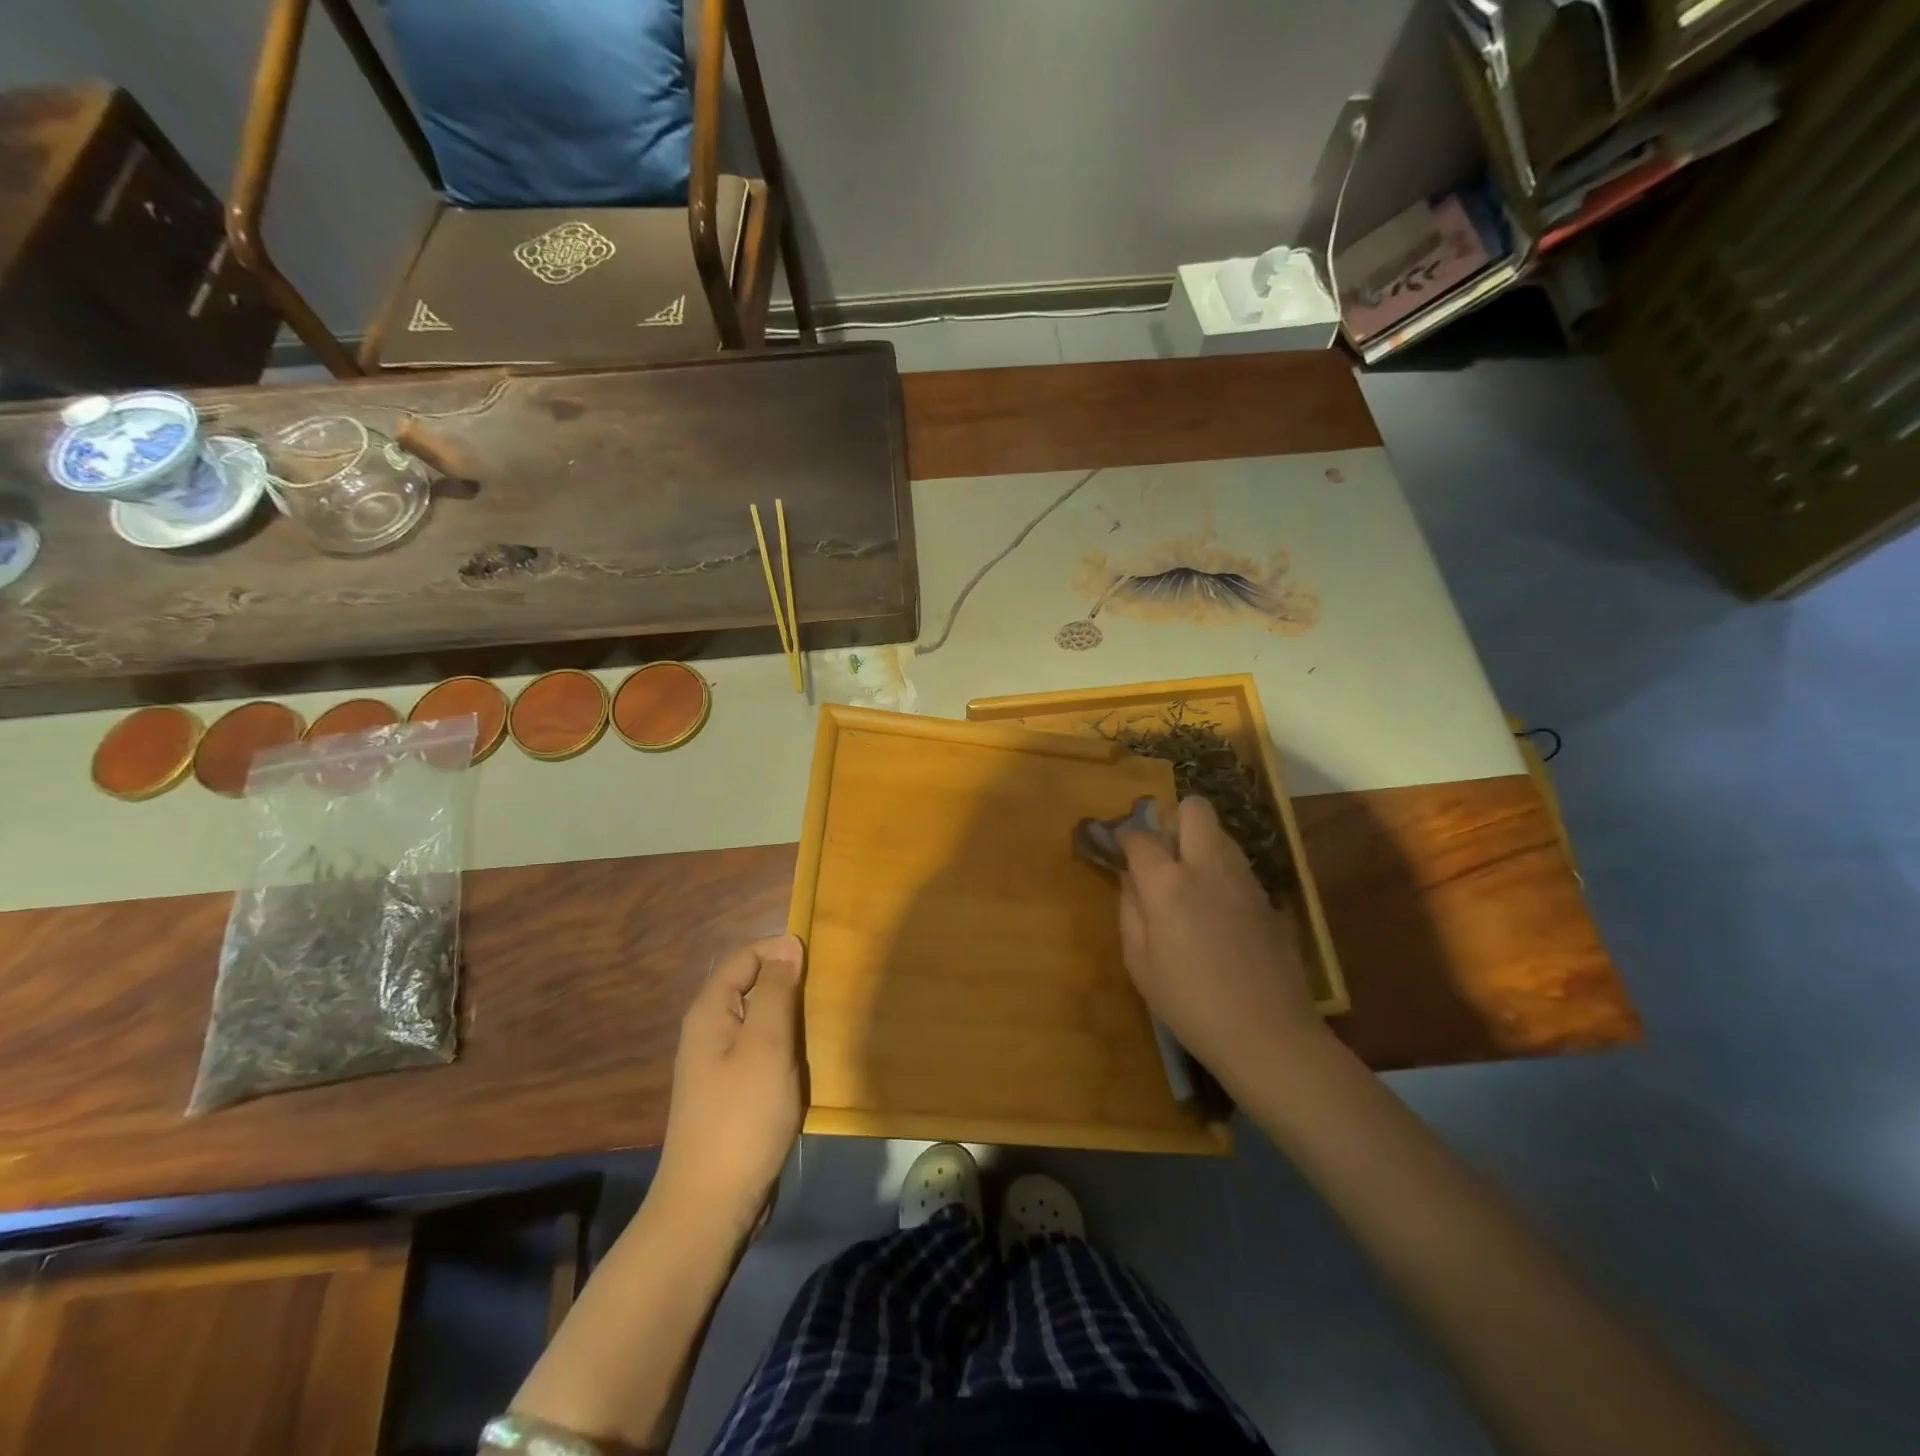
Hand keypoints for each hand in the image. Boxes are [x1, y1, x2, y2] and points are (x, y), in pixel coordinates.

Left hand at [655, 935, 807, 1234]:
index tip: (820, 962)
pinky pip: (763, 1052)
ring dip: (792, 1020)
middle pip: (753, 986)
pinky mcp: (733, 1092)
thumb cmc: (742, 1117)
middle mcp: (710, 1031)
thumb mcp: (766, 1045)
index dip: (780, 951)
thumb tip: (788, 945)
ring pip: (761, 1021)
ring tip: (824, 1027)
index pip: (745, 956)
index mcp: (710, 1011)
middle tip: (828, 997)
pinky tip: (808, 1064)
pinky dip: (787, 1050)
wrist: (712, 1206)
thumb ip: (777, 991)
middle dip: (790, 986)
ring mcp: (720, 1064)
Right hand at [1118, 796, 1325, 1089]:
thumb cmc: (1190, 1004)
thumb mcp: (1140, 963)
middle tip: (1161, 854)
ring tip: (1187, 882)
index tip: (1120, 852)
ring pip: (1221, 832)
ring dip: (1199, 842)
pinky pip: (1238, 864)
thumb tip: (1129, 877)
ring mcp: (1244, 880)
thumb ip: (1130, 910)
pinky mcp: (1268, 898)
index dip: (1125, 839)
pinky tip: (1215, 910)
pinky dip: (1221, 871)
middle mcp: (1208, 867)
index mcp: (1168, 883)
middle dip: (1172, 820)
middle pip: (1194, 809)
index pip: (1140, 836)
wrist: (1268, 1035)